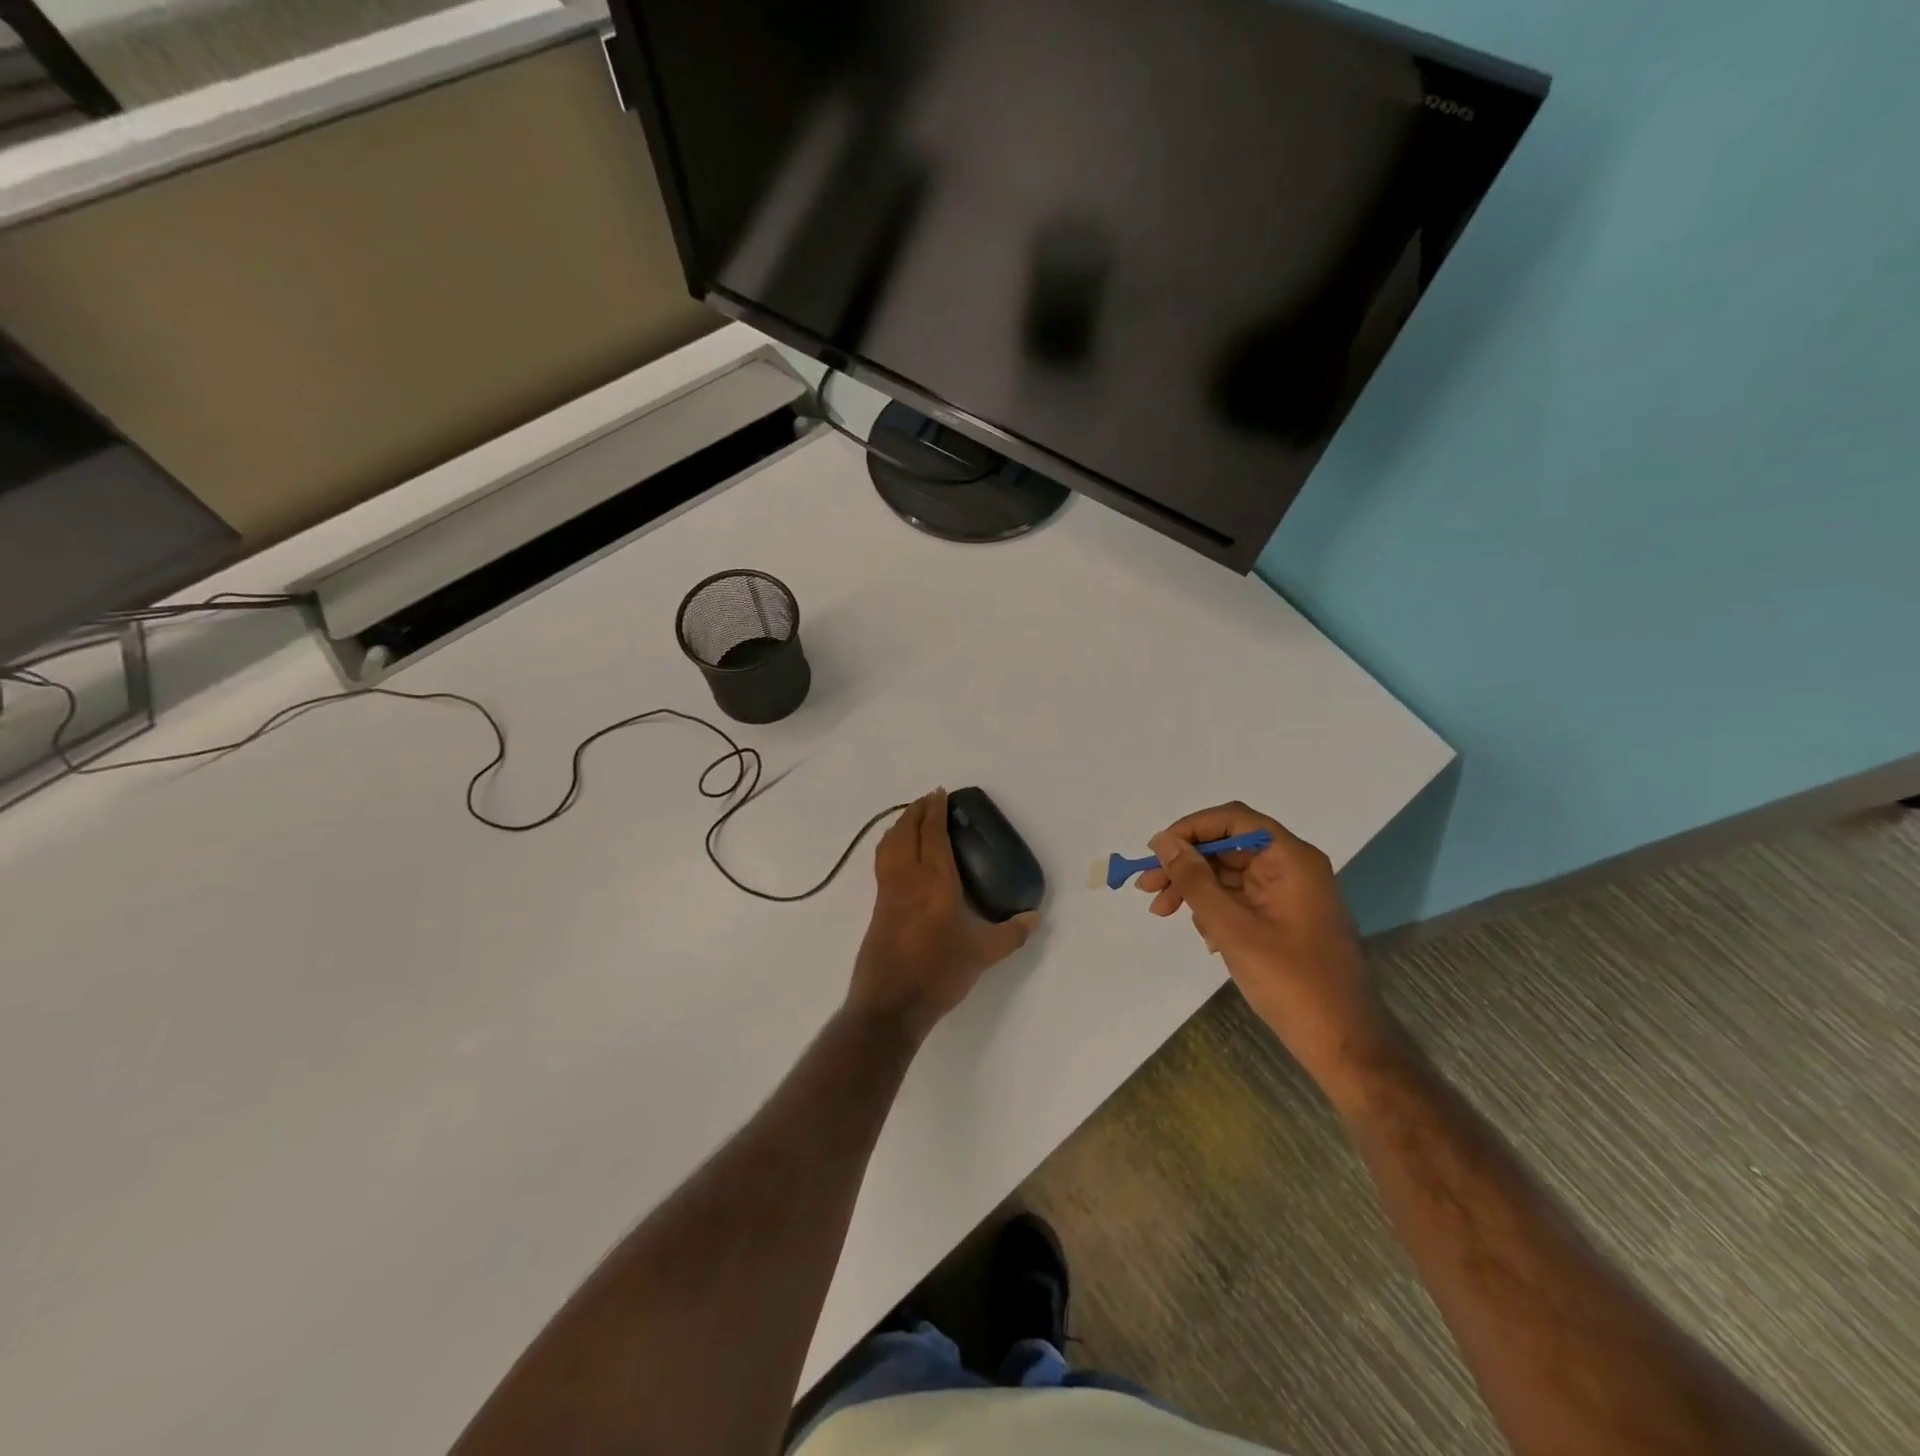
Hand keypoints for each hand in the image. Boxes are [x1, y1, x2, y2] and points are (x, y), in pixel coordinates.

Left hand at [848, 789, 1038, 1043]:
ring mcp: (888, 891)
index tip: (940, 793)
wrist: (890, 1003)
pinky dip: (890, 844)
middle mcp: (908, 878)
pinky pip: (883, 861)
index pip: (933, 835)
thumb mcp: (982, 955)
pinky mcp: (877, 906)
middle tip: (928, 799)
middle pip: (907, 832)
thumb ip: (1011, 934)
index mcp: (935, 882)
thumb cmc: (938, 973)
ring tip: (911, 817)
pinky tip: (898, 853)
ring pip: (890, 844)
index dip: (935, 811)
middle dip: (916, 810)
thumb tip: (1035, 917)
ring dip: (900, 824)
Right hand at [1137, 802, 1393, 1080]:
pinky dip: (1216, 911)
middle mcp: (1292, 868)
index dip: (1191, 829)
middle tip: (1148, 888)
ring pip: (1230, 875)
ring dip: (1195, 890)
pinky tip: (1206, 938)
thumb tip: (1163, 842)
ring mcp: (1290, 895)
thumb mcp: (1232, 927)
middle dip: (1186, 865)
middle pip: (1228, 847)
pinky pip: (1241, 900)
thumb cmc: (1290, 981)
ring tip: (1164, 913)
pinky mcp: (1285, 919)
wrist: (1344, 1043)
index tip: (1157, 852)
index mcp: (1290, 859)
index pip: (1233, 820)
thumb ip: (1195, 880)